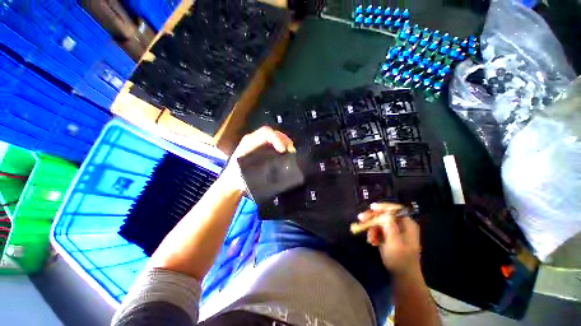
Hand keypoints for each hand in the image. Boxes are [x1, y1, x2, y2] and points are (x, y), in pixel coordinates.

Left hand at [220, 126, 294, 191]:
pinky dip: (282, 147)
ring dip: (284, 143)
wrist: (231, 182)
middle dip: (284, 140)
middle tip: (292, 152)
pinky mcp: (261, 150)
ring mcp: (258, 144)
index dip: (277, 139)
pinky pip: (273, 144)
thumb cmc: (236, 178)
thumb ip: (258, 169)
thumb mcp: (246, 174)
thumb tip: (276, 167)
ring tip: (291, 153)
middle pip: (272, 133)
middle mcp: (254, 140)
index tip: (283, 150)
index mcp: (249, 142)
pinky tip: (287, 155)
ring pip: (274, 137)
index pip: (266, 133)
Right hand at [358, 202, 421, 275]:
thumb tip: (384, 214)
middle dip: (374, 219)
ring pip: (383, 225)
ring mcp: (399, 235)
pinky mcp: (393, 242)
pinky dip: (376, 236)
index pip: (395, 209)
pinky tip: (371, 242)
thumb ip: (389, 226)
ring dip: (374, 229)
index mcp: (408, 224)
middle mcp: (404, 227)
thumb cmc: (400, 260)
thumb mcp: (394, 242)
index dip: (383, 207)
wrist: (404, 277)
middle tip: (360, 220)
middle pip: (388, 217)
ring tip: (369, 239)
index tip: (370, 208)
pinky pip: (383, 234)